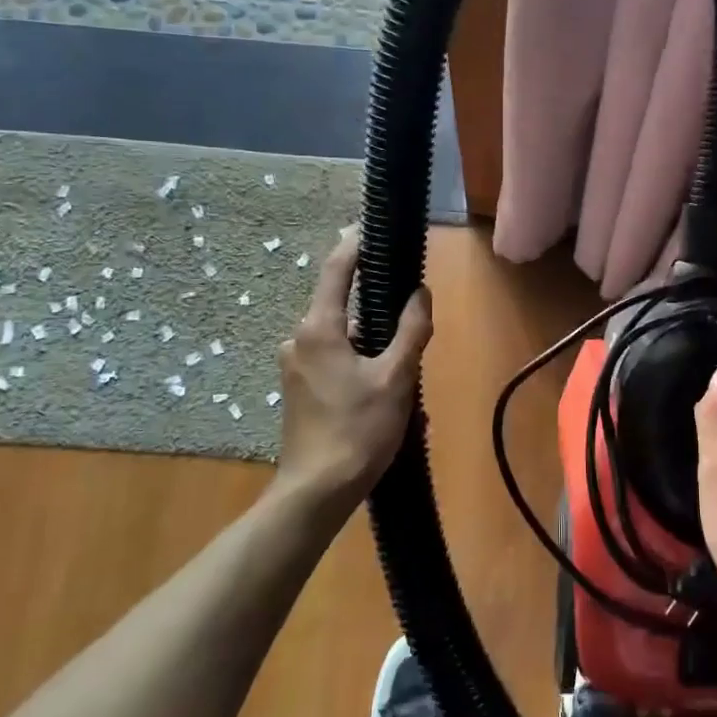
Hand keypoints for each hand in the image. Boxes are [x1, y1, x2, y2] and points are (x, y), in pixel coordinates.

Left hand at [274, 228, 432, 513]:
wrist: (317, 491)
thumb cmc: (358, 430)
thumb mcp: (396, 378)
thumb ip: (410, 330)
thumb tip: (420, 293)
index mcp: (319, 329)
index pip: (336, 270)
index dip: (355, 244)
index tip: (373, 226)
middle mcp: (299, 339)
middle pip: (340, 305)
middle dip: (375, 306)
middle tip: (410, 315)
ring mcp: (296, 365)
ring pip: (340, 336)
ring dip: (371, 342)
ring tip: (405, 368)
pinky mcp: (299, 388)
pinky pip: (334, 358)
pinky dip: (359, 361)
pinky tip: (384, 390)